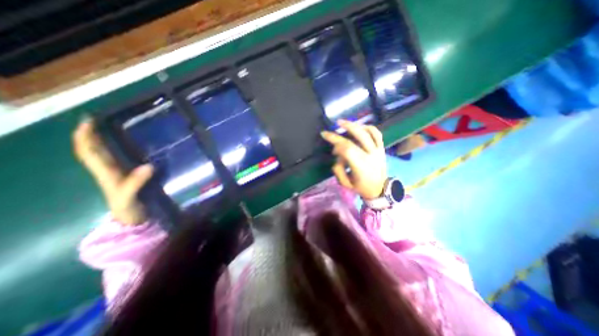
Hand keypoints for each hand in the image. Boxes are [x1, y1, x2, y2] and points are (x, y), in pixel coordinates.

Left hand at [72, 120, 153, 224]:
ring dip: (100, 139)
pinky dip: (115, 149)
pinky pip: (117, 159)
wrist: (133, 219)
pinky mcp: (128, 175)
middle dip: (89, 134)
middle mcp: (107, 170)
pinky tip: (124, 144)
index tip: (88, 121)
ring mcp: (117, 173)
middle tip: (96, 119)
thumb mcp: (130, 197)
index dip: (85, 137)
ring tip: (107, 127)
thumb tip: (149, 166)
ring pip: (102, 153)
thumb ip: (136, 182)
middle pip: (91, 150)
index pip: (88, 152)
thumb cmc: (129, 209)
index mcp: (105, 174)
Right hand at [321, 121, 385, 198]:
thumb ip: (338, 169)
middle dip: (344, 129)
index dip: (335, 141)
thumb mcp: (345, 183)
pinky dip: (368, 127)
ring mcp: (378, 150)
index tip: (326, 137)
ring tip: (343, 122)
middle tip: (334, 125)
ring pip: (368, 132)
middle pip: (357, 138)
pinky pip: (376, 134)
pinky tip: (359, 127)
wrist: (380, 189)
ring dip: (355, 125)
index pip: (347, 148)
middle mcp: (371, 156)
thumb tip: (336, 155)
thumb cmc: (360, 187)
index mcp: (361, 166)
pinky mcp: (382, 148)